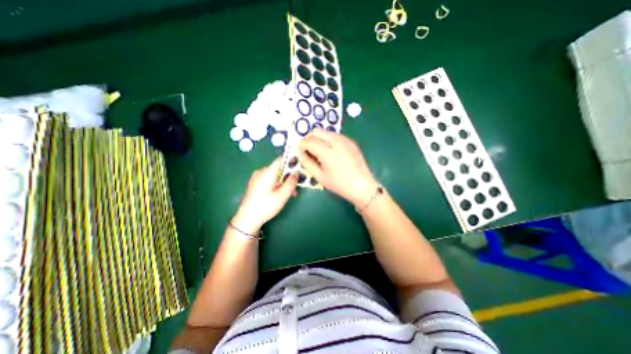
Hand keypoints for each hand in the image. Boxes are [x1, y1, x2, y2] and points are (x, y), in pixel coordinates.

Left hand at [232, 156, 298, 233]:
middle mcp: (261, 172)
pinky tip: (280, 194)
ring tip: (290, 194)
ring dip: (284, 182)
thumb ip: (291, 182)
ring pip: (275, 175)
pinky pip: (269, 180)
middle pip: (279, 169)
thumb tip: (297, 172)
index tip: (301, 167)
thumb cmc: (265, 207)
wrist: (247, 219)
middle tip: (295, 187)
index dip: (292, 161)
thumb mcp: (282, 195)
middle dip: (289, 176)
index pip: (281, 159)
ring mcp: (257, 177)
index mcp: (267, 172)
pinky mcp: (255, 183)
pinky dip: (277, 184)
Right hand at [297, 128, 376, 207]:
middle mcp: (336, 141)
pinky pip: (335, 135)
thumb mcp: (320, 176)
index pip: (309, 141)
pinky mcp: (351, 141)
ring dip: (319, 138)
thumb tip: (300, 152)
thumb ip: (307, 162)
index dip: (302, 145)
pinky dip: (329, 140)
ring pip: (326, 132)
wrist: (362, 185)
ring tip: (320, 152)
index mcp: (327, 152)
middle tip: (309, 150)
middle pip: (317, 131)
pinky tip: (331, 151)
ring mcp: (345, 140)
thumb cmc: (339, 184)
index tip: (301, 151)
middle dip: (310, 138)